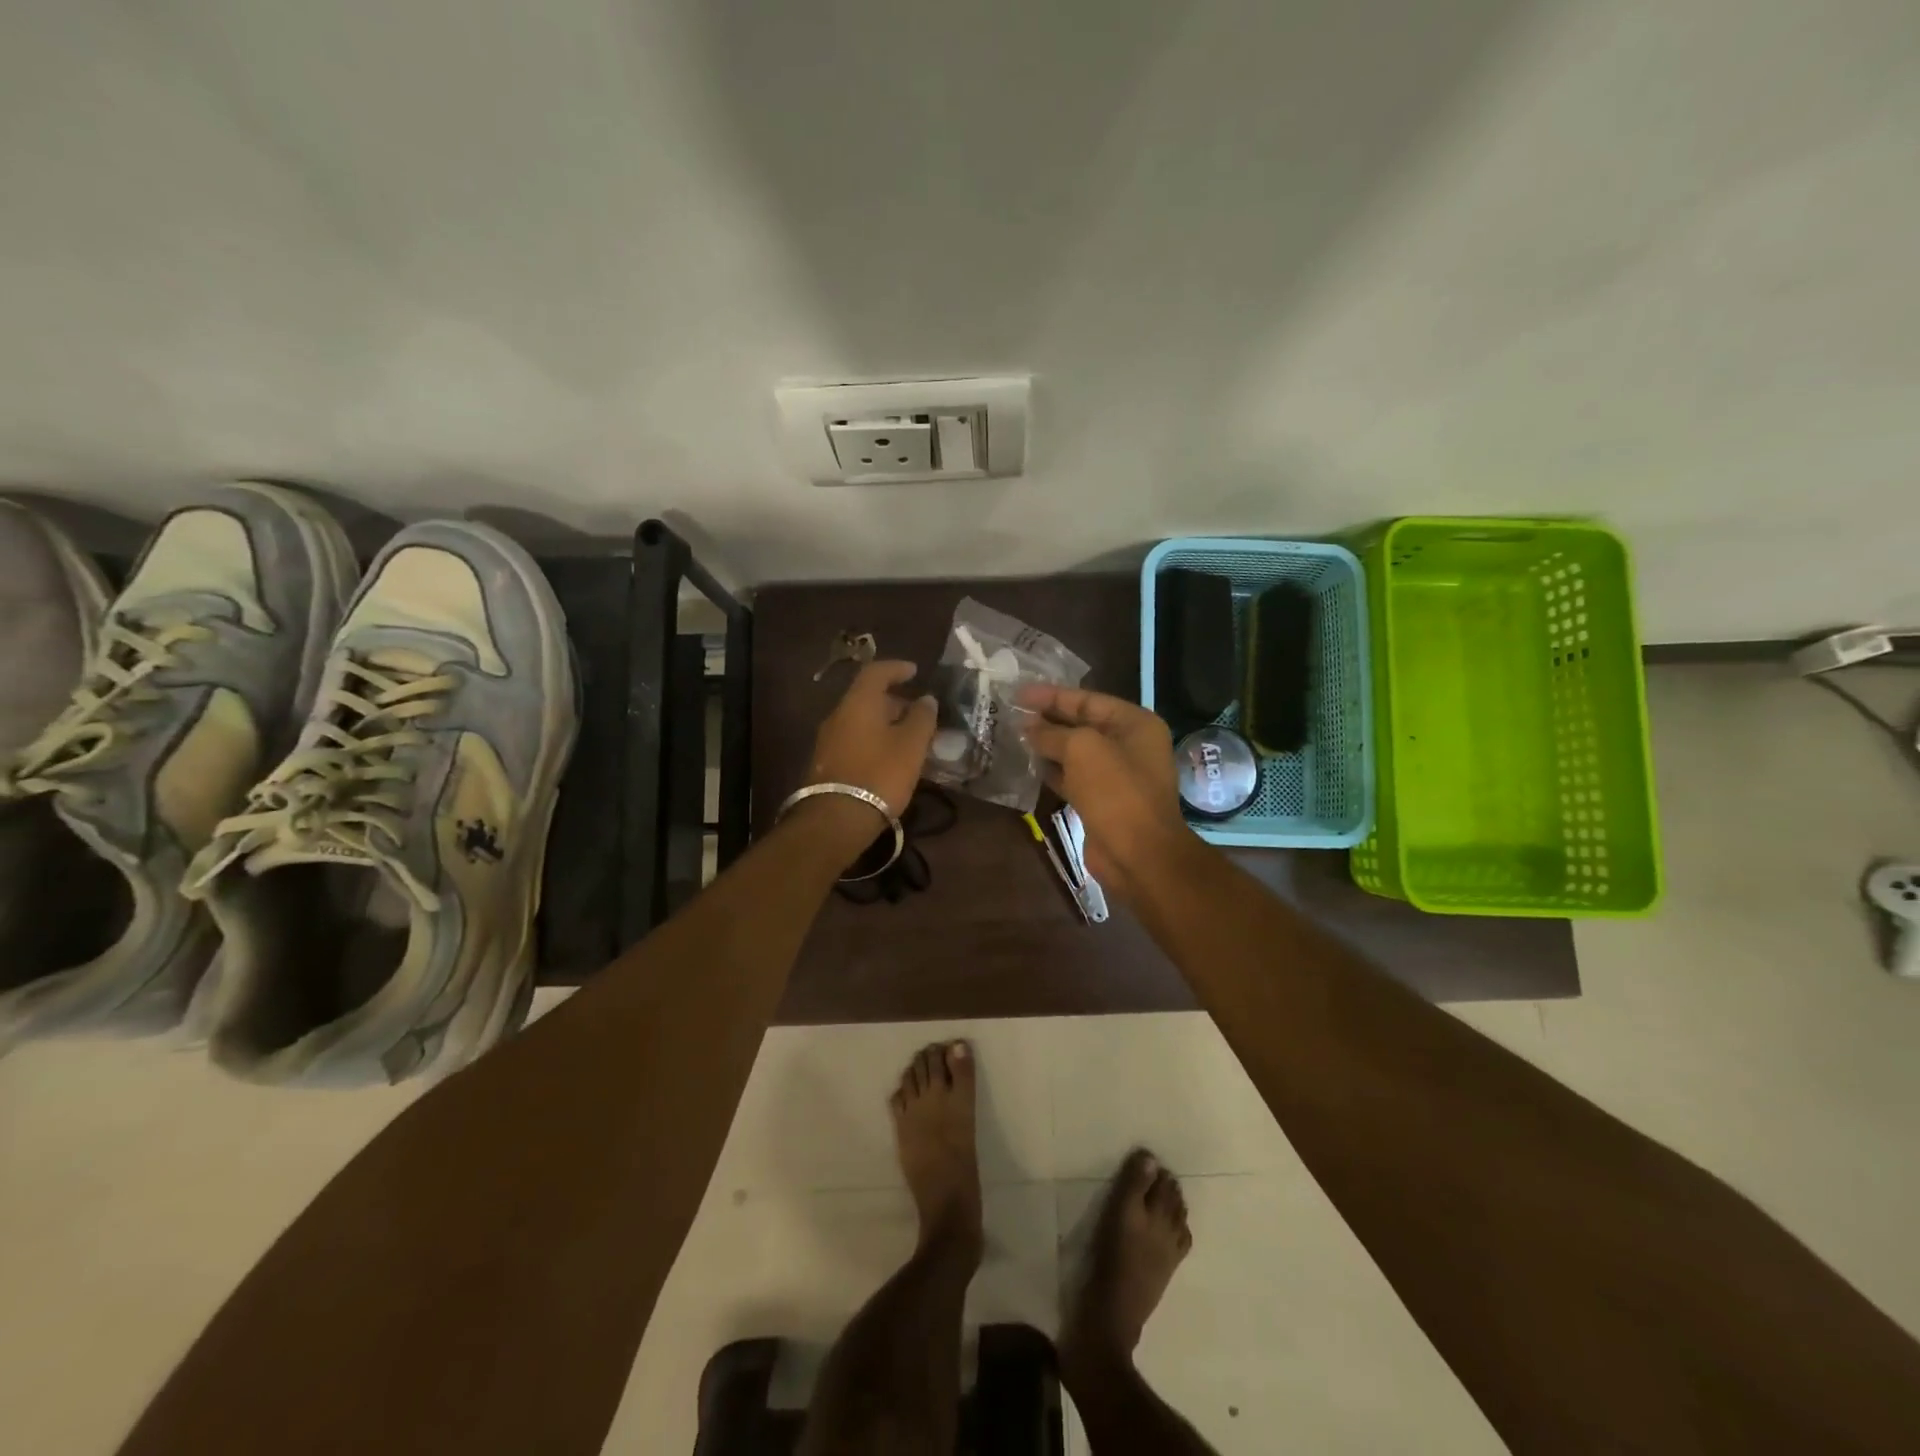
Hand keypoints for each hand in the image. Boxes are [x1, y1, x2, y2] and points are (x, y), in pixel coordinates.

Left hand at [794, 660, 937, 858]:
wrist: (837, 818)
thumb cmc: (880, 774)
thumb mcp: (911, 745)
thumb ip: (922, 718)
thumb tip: (926, 699)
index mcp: (858, 702)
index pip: (876, 672)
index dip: (897, 668)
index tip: (915, 672)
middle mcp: (838, 714)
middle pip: (867, 698)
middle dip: (895, 701)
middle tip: (919, 713)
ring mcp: (828, 740)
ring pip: (861, 720)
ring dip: (885, 723)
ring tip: (909, 738)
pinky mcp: (827, 762)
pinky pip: (855, 739)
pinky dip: (874, 740)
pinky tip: (890, 758)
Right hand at [1020, 685, 1194, 899]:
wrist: (1138, 853)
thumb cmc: (1115, 791)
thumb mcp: (1082, 749)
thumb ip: (1052, 733)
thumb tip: (1028, 727)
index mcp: (1135, 724)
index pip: (1088, 699)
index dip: (1052, 695)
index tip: (1019, 693)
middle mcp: (1129, 745)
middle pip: (1082, 724)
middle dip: (1048, 719)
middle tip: (1012, 712)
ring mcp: (1117, 775)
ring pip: (1076, 752)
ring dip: (1047, 745)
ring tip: (1014, 735)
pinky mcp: (1102, 801)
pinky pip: (1074, 777)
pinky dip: (1053, 770)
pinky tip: (1029, 765)